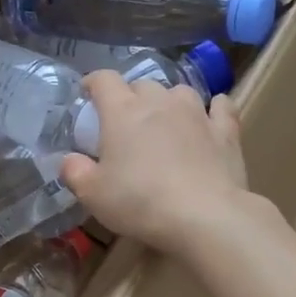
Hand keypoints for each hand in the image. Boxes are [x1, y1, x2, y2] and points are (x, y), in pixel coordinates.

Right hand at [60, 72, 248, 255]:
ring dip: (169, 101)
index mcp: (122, 112)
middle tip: (126, 122)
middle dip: (131, 97)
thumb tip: (70, 160)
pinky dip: (214, 108)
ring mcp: (197, 113)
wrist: (204, 216)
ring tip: (166, 120)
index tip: (88, 94)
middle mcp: (160, 102)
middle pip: (142, 85)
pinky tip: (213, 114)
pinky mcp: (225, 131)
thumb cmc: (140, 202)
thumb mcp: (93, 194)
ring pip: (179, 92)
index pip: (104, 80)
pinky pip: (221, 107)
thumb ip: (75, 172)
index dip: (94, 83)